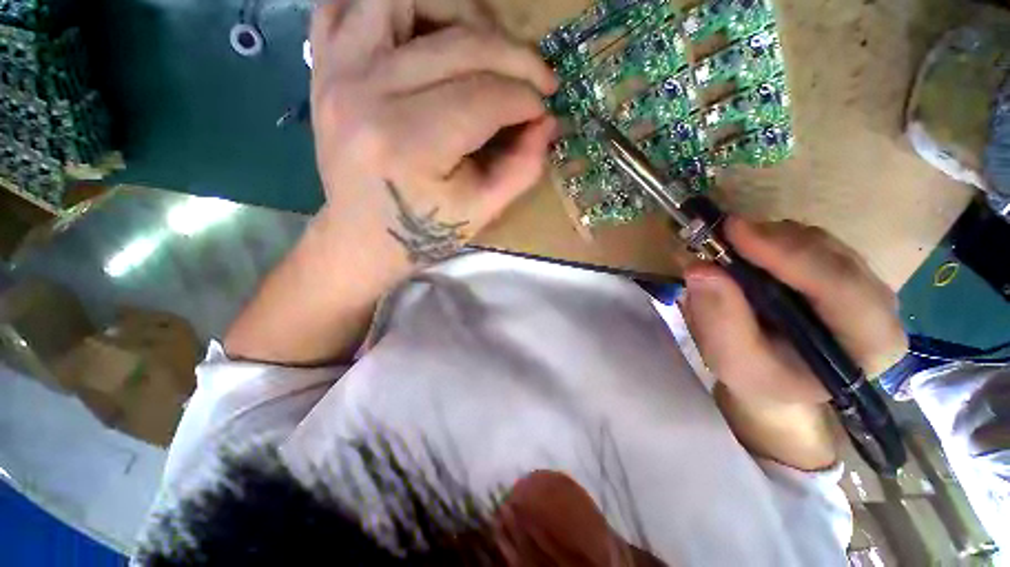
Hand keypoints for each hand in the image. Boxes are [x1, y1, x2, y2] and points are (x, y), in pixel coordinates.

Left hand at [310, 0, 557, 263]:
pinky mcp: (324, 66)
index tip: (544, 109)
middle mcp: (368, 94)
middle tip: (536, 79)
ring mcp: (337, 71)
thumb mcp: (482, 212)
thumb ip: (522, 168)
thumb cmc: (423, 232)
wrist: (362, 237)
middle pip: (458, 43)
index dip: (526, 99)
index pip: (485, 96)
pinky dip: (394, 5)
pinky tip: (425, 30)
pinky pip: (348, 1)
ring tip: (485, 43)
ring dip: (459, 11)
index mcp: (409, 144)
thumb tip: (548, 122)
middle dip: (514, 57)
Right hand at [681, 218, 908, 468]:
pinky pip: (809, 242)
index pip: (840, 287)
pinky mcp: (841, 270)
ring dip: (769, 240)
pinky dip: (771, 241)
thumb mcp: (733, 361)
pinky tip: (747, 255)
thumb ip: (720, 319)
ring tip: (728, 251)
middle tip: (720, 235)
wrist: (776, 379)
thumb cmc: (759, 378)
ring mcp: (862, 283)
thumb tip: (700, 268)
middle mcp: (879, 306)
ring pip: (819, 242)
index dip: (788, 255)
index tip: (733, 231)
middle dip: (773, 243)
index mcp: (869, 343)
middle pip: (831, 256)